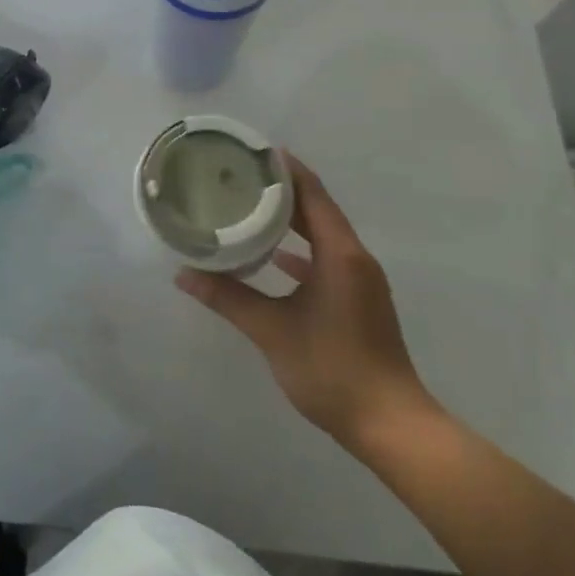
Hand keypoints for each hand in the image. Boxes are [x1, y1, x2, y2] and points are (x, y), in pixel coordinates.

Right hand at [175, 155, 435, 453]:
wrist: (391, 426)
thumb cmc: (333, 369)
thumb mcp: (272, 331)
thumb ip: (228, 297)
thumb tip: (183, 275)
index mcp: (340, 254)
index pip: (313, 194)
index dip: (286, 169)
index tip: (254, 149)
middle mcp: (354, 258)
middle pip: (318, 209)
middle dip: (283, 189)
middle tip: (241, 173)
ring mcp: (359, 280)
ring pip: (322, 234)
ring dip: (291, 218)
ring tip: (251, 204)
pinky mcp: (357, 300)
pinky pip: (326, 258)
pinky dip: (301, 249)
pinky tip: (274, 256)